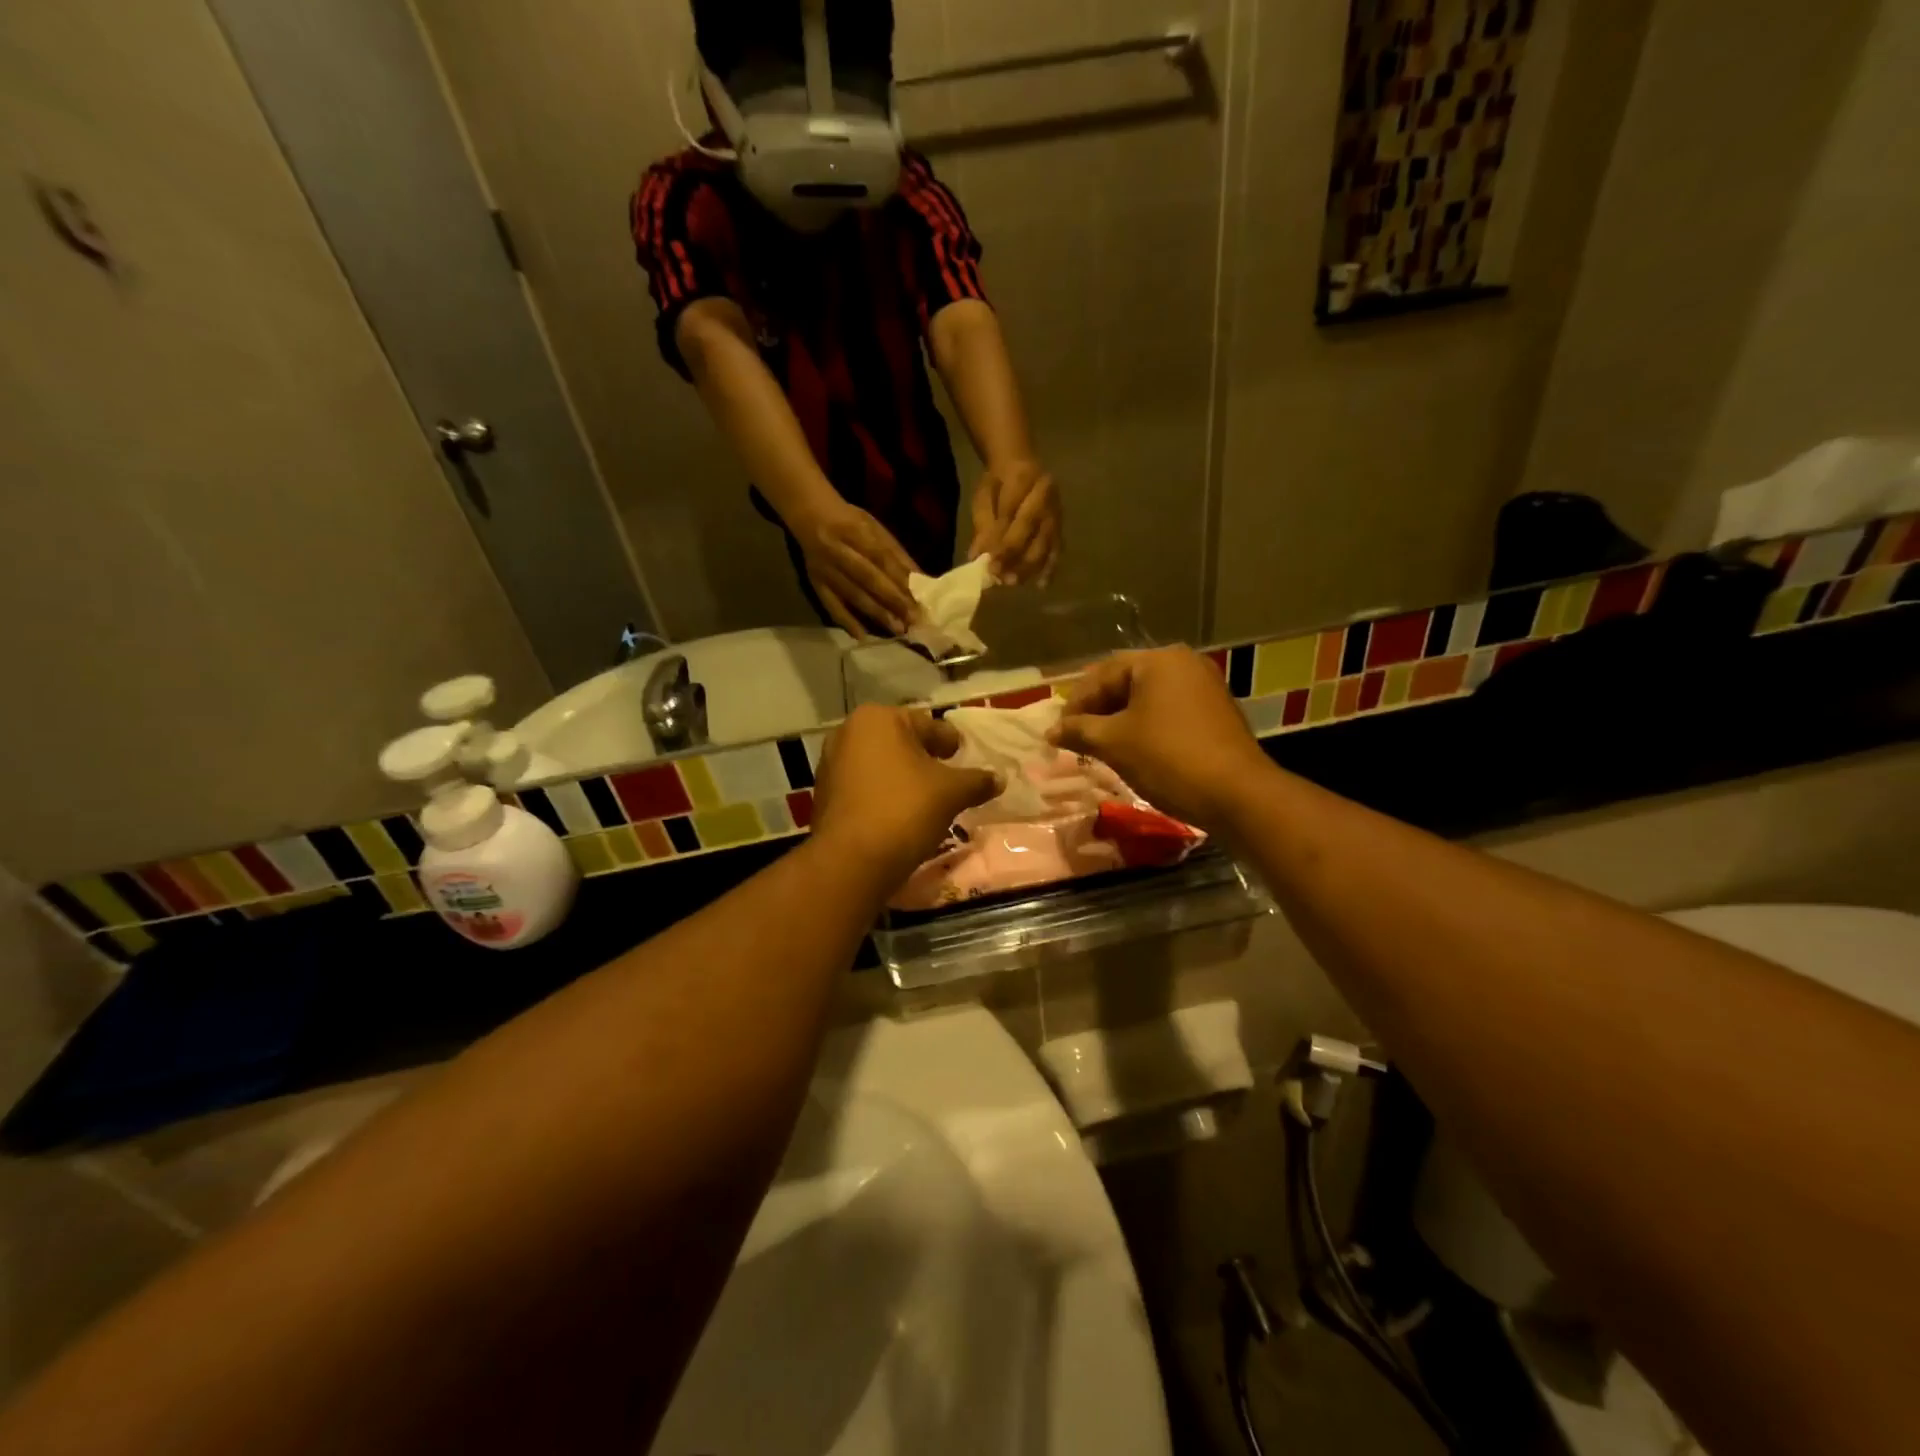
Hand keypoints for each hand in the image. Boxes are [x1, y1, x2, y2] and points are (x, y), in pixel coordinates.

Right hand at [793, 498, 919, 637]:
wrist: (809, 516)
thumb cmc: (850, 521)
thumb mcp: (875, 528)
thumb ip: (896, 553)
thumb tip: (920, 580)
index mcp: (855, 531)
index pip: (882, 559)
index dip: (900, 579)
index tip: (919, 598)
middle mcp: (838, 551)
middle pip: (868, 579)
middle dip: (893, 600)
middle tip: (913, 619)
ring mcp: (825, 570)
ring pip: (853, 595)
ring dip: (876, 613)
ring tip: (897, 629)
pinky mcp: (816, 584)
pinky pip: (831, 605)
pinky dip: (846, 621)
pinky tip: (862, 635)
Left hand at [811, 705, 1001, 885]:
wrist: (852, 861)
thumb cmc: (905, 809)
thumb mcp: (952, 792)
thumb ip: (977, 780)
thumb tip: (998, 779)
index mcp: (878, 718)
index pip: (928, 725)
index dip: (950, 742)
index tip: (963, 756)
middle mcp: (848, 733)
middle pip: (901, 742)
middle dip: (925, 758)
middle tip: (949, 778)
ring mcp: (831, 764)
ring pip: (881, 765)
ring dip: (903, 777)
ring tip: (927, 800)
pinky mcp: (824, 795)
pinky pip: (864, 787)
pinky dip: (884, 795)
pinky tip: (900, 815)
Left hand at [968, 460, 1059, 585]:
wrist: (1020, 464)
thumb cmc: (998, 482)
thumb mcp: (984, 496)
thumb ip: (982, 525)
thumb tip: (978, 556)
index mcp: (1023, 477)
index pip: (1012, 514)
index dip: (1001, 540)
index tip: (988, 563)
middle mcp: (1046, 494)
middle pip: (1033, 529)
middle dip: (1015, 555)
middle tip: (999, 576)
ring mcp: (1056, 511)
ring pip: (1046, 541)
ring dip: (1029, 565)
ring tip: (1012, 581)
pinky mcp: (1060, 526)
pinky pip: (1057, 549)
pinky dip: (1049, 568)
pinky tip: (1041, 585)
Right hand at [1049, 647, 1273, 833]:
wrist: (1237, 795)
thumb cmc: (1168, 758)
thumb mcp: (1114, 743)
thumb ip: (1078, 731)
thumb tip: (1051, 731)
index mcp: (1158, 660)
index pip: (1102, 674)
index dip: (1075, 704)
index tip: (1059, 732)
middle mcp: (1183, 663)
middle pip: (1125, 682)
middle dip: (1097, 710)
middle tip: (1076, 738)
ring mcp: (1204, 687)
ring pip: (1147, 698)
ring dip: (1119, 720)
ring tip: (1099, 747)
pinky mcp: (1215, 712)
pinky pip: (1168, 711)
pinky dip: (1145, 726)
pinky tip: (1132, 750)